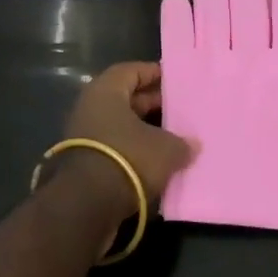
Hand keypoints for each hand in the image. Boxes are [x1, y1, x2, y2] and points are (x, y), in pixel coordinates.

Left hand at [57, 62, 196, 220]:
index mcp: (106, 90)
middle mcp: (91, 107)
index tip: (174, 79)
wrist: (85, 205)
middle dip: (151, 103)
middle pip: (125, 98)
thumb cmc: (127, 158)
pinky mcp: (85, 163)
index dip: (153, 73)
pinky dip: (133, 151)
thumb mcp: (164, 149)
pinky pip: (115, 148)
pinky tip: (156, 162)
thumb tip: (193, 144)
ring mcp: (84, 136)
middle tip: (178, 109)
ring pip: (120, 125)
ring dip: (143, 130)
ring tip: (172, 137)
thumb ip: (181, 143)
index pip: (131, 71)